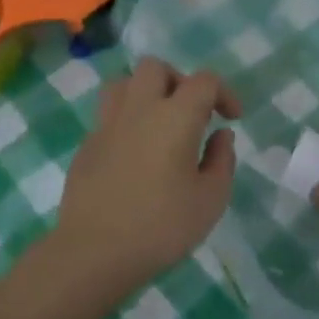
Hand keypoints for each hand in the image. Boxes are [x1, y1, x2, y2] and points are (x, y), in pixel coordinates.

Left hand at [53, 59, 240, 296]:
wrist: (94, 251)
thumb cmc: (161, 227)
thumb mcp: (210, 200)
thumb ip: (222, 160)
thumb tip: (221, 134)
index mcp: (174, 117)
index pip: (203, 81)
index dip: (223, 93)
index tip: (231, 119)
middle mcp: (138, 109)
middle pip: (156, 68)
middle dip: (179, 81)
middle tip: (191, 114)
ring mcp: (106, 125)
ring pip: (123, 83)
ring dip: (145, 93)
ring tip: (159, 124)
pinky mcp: (86, 145)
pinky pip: (108, 117)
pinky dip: (126, 123)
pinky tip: (135, 156)